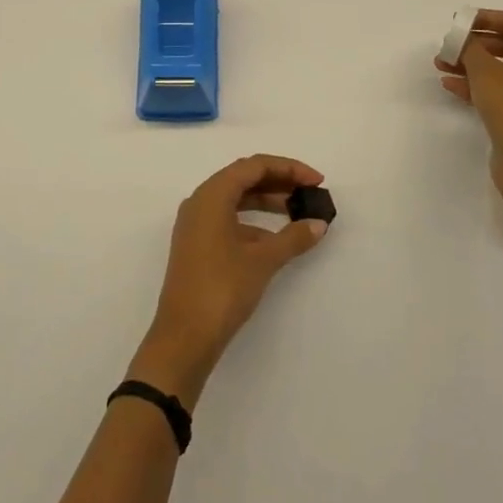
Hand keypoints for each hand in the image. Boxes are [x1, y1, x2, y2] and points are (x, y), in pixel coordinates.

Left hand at [130, 155, 330, 402]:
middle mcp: (200, 201)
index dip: (288, 168)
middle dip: (279, 182)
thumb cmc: (222, 288)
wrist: (184, 337)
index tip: (316, 181)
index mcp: (212, 194)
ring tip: (297, 212)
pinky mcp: (196, 244)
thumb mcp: (262, 260)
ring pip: (235, 199)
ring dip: (266, 201)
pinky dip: (253, 221)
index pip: (254, 165)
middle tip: (309, 193)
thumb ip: (293, 237)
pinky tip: (275, 239)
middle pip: (243, 178)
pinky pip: (228, 218)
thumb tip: (318, 224)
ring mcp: (195, 223)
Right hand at [435, 9, 502, 207]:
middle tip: (448, 45)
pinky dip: (476, 85)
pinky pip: (499, 91)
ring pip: (500, 70)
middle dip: (474, 44)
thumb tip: (463, 39)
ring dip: (471, 64)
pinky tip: (450, 85)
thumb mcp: (486, 71)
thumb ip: (471, 48)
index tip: (458, 21)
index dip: (485, 17)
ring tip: (441, 64)